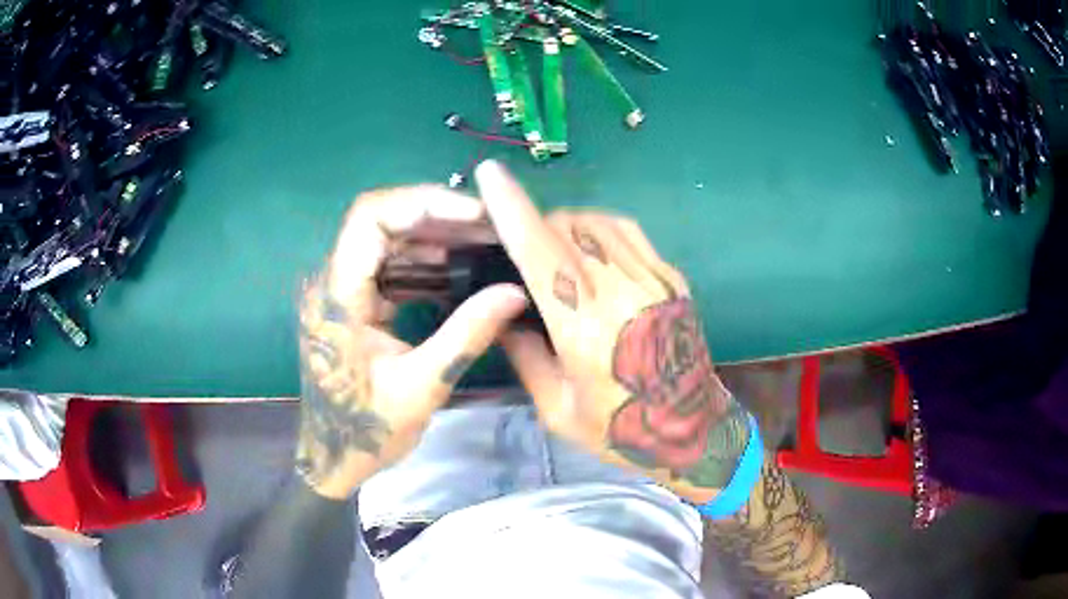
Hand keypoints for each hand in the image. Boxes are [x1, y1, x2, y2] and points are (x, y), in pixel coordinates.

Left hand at [295, 186, 528, 498]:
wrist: (335, 456)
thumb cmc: (368, 430)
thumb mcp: (421, 386)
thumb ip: (466, 335)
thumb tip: (515, 293)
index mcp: (339, 296)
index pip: (370, 219)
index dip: (422, 203)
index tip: (474, 214)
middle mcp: (335, 282)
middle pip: (381, 221)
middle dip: (438, 216)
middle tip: (491, 226)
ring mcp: (343, 291)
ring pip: (388, 241)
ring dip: (435, 236)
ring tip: (484, 241)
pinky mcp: (355, 303)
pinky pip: (390, 266)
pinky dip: (425, 262)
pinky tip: (460, 268)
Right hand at [476, 161, 750, 503]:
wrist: (692, 430)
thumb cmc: (619, 430)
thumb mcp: (556, 408)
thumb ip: (524, 354)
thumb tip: (501, 311)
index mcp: (585, 330)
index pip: (541, 252)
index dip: (512, 209)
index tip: (490, 176)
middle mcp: (622, 293)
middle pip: (568, 227)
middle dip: (535, 223)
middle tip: (520, 246)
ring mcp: (654, 281)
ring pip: (599, 222)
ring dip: (567, 223)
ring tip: (554, 248)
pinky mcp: (672, 279)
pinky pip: (629, 233)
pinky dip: (599, 230)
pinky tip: (592, 252)